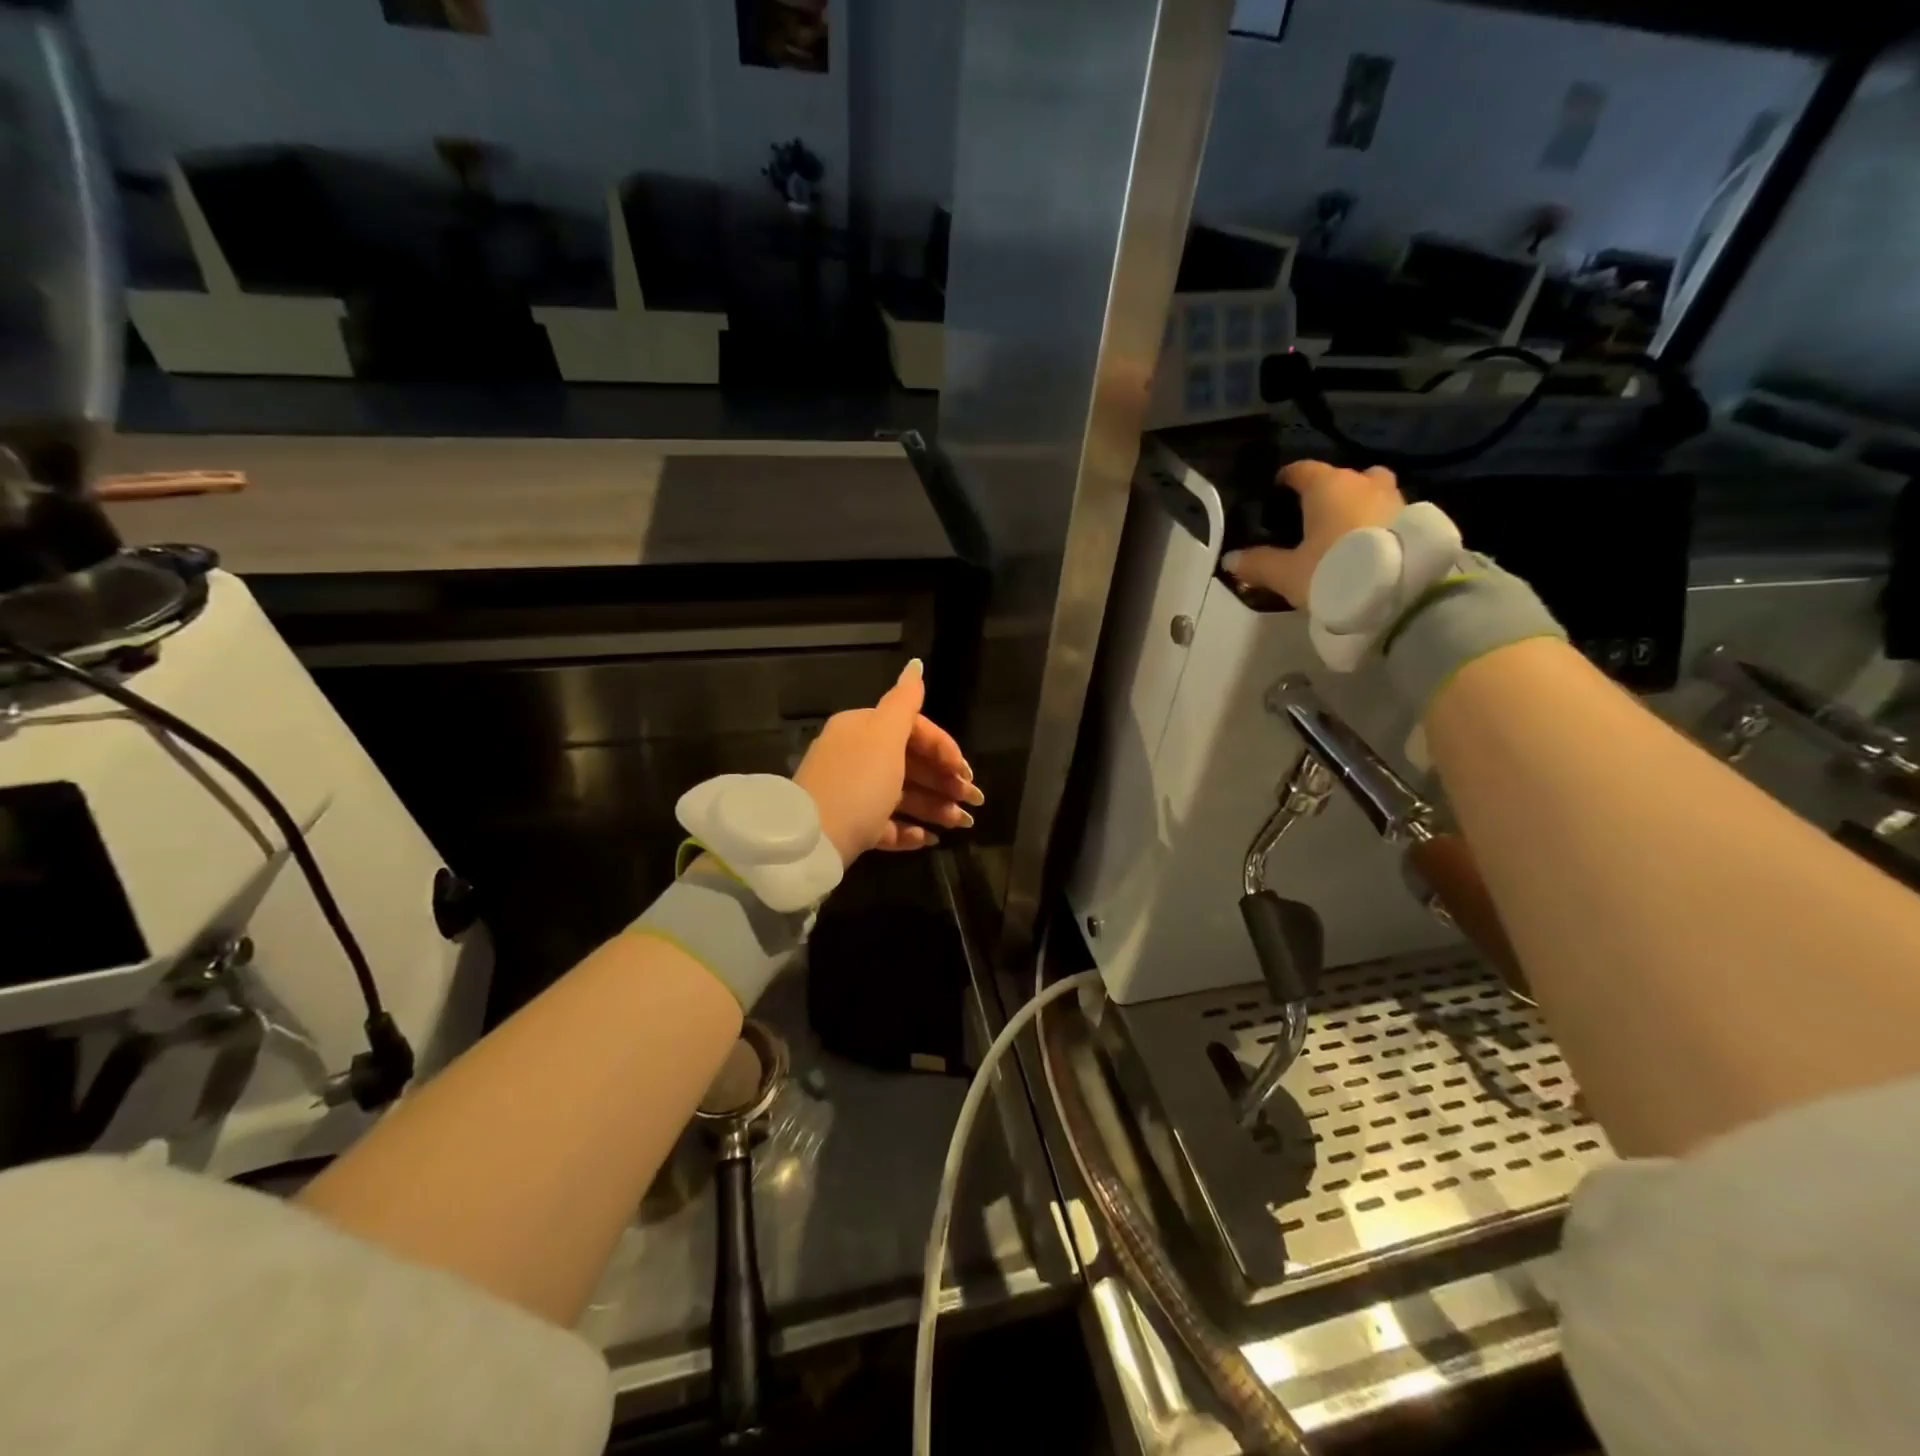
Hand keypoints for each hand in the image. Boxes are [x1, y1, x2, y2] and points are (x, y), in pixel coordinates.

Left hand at [792, 659, 983, 865]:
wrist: (811, 841)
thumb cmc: (857, 783)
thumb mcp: (884, 737)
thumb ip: (905, 702)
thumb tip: (916, 665)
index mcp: (862, 729)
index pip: (913, 729)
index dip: (944, 748)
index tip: (966, 772)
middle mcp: (855, 756)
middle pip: (910, 763)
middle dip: (945, 781)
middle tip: (974, 801)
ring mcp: (851, 793)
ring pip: (901, 795)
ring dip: (935, 807)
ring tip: (961, 824)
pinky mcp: (849, 826)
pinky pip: (885, 824)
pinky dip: (909, 830)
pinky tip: (929, 839)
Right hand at [1221, 460, 1404, 607]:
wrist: (1400, 590)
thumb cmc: (1333, 570)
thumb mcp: (1287, 574)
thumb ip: (1258, 564)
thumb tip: (1230, 559)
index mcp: (1327, 486)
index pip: (1302, 470)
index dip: (1287, 479)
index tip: (1278, 489)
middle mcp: (1362, 482)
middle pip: (1343, 478)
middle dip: (1330, 491)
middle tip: (1315, 515)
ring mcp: (1395, 498)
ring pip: (1371, 492)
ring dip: (1358, 505)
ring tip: (1343, 532)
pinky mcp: (1416, 520)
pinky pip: (1389, 514)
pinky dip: (1377, 523)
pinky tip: (1368, 545)